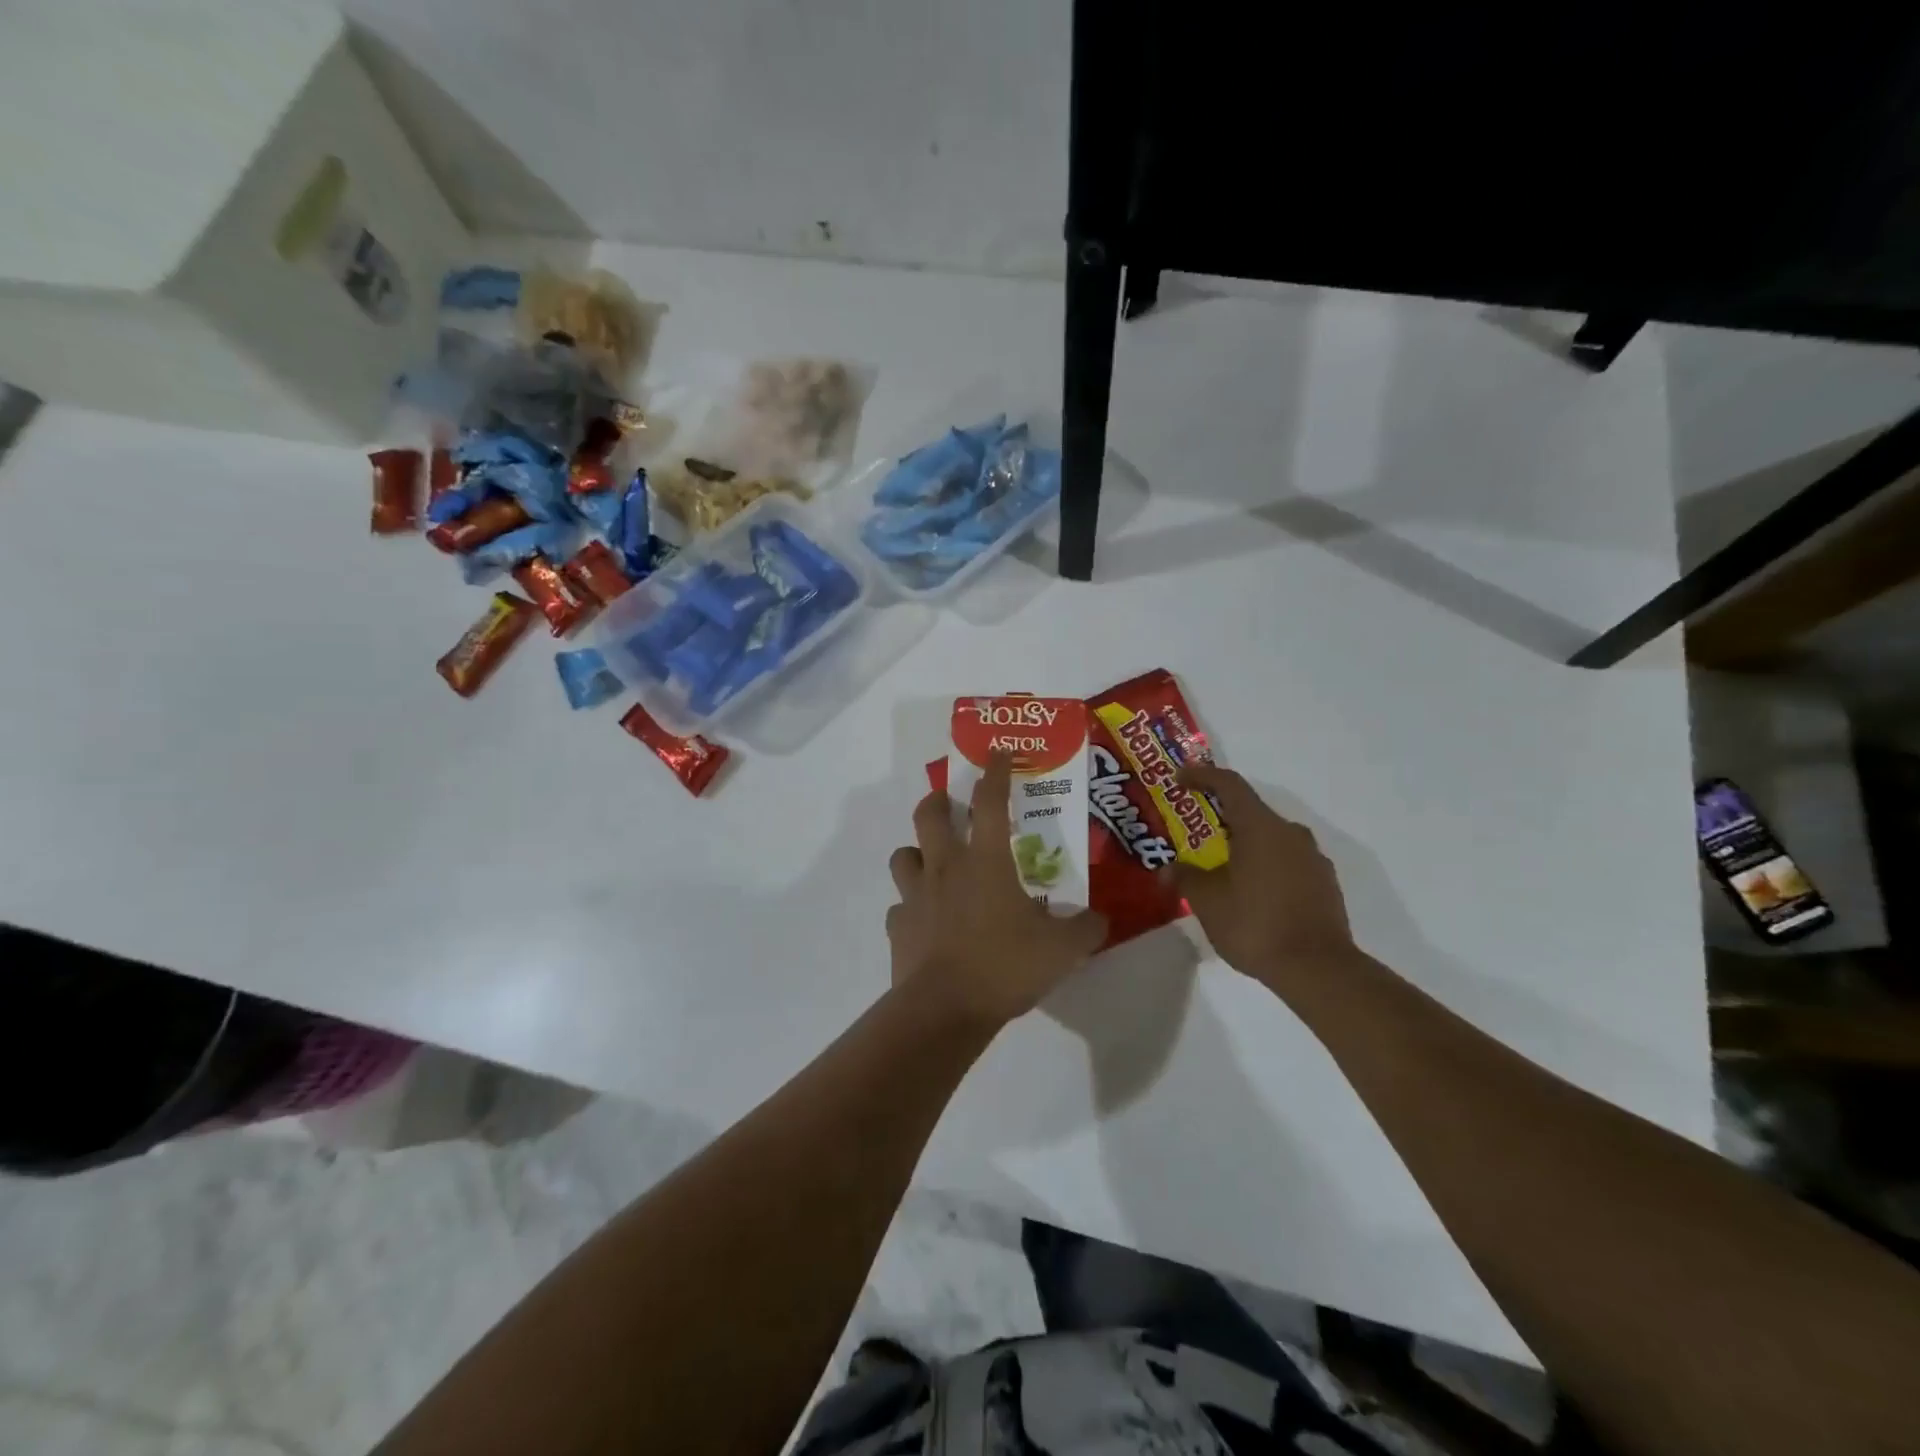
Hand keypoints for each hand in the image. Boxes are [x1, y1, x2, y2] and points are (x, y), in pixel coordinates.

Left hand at [887, 753, 1108, 1027]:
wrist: (945, 1009)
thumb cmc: (1005, 966)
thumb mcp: (1061, 950)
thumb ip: (1085, 929)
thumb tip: (1100, 919)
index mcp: (986, 861)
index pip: (990, 801)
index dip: (996, 772)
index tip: (998, 752)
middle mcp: (945, 867)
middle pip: (929, 814)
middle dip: (939, 800)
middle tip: (951, 805)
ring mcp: (915, 896)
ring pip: (903, 855)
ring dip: (916, 853)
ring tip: (934, 865)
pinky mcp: (898, 926)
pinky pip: (900, 906)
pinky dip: (911, 907)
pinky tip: (926, 922)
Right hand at [1169, 764, 1361, 990]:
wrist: (1318, 969)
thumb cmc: (1255, 925)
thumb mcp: (1208, 902)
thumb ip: (1186, 878)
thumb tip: (1168, 869)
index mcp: (1261, 827)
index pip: (1230, 785)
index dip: (1202, 776)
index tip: (1180, 778)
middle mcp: (1291, 833)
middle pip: (1251, 811)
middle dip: (1221, 817)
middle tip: (1195, 833)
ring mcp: (1313, 858)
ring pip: (1271, 838)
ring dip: (1245, 844)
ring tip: (1221, 867)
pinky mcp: (1324, 883)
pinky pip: (1287, 862)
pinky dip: (1265, 866)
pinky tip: (1251, 892)